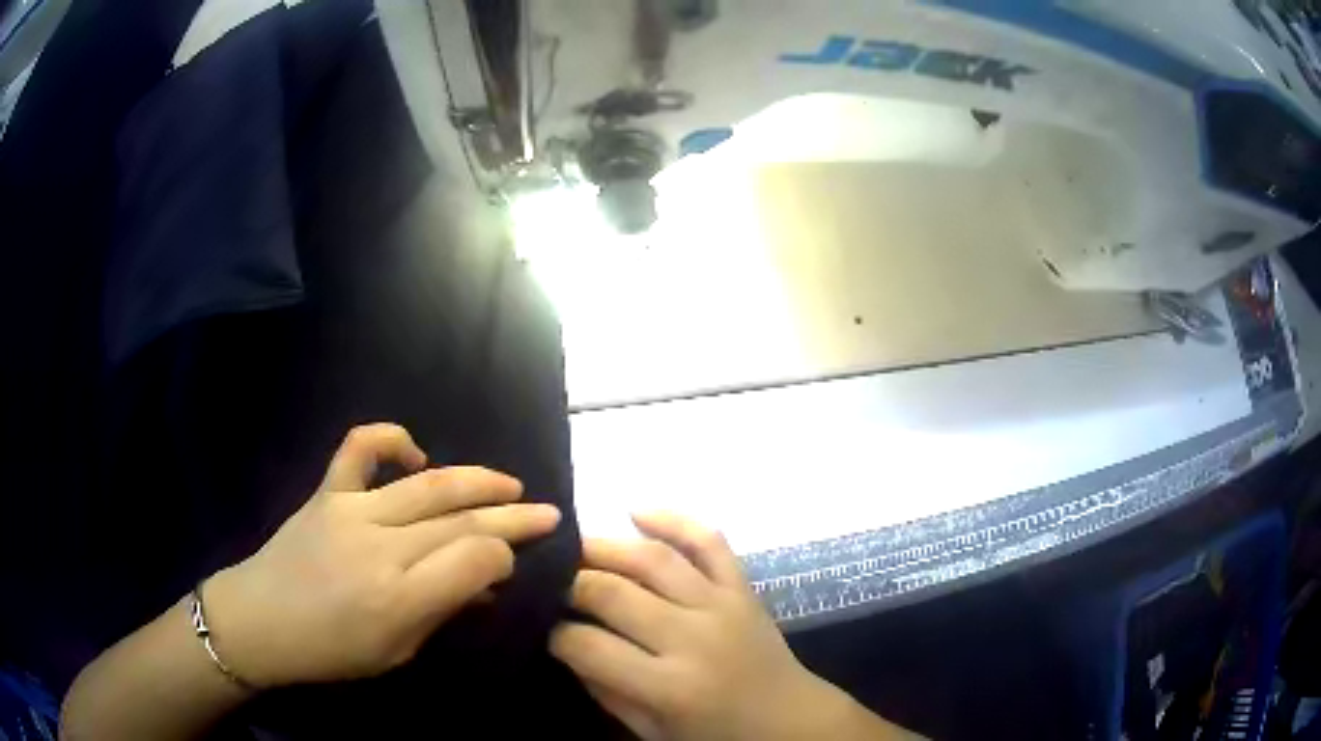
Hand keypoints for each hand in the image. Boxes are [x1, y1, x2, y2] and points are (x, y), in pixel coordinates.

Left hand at [203, 423, 560, 687]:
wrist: (259, 620)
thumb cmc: (330, 651)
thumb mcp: (396, 652)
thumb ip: (442, 612)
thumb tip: (485, 583)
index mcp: (399, 598)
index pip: (474, 559)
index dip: (506, 554)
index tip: (518, 558)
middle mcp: (380, 548)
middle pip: (460, 520)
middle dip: (511, 515)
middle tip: (548, 511)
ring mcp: (351, 511)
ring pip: (427, 485)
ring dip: (475, 480)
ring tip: (508, 484)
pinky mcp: (326, 492)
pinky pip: (358, 449)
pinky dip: (390, 439)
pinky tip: (416, 452)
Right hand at [551, 513, 893, 740]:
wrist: (789, 719)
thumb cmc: (717, 735)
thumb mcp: (652, 731)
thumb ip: (605, 690)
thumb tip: (566, 642)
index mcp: (669, 687)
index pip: (588, 646)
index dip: (556, 634)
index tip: (545, 627)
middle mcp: (693, 638)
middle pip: (612, 592)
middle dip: (570, 583)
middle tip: (551, 584)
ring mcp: (722, 605)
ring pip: (653, 559)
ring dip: (606, 546)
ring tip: (576, 547)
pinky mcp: (743, 587)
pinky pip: (709, 541)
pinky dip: (674, 519)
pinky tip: (636, 511)